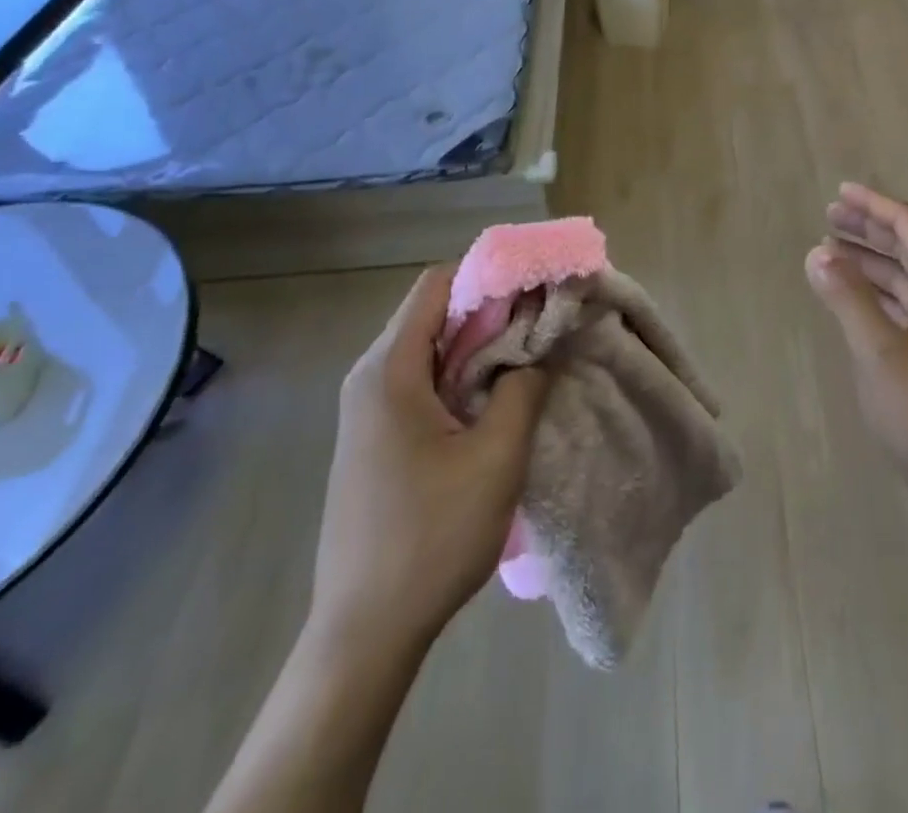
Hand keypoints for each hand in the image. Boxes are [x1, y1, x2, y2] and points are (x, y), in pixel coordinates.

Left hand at [309, 267, 549, 648]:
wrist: (363, 634)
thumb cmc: (431, 537)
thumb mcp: (496, 457)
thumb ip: (523, 386)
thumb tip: (541, 343)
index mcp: (389, 370)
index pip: (437, 285)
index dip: (489, 274)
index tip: (536, 285)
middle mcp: (370, 377)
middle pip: (433, 312)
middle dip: (490, 308)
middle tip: (543, 320)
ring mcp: (367, 410)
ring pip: (430, 348)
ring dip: (479, 344)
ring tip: (529, 355)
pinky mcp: (374, 437)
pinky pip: (421, 380)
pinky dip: (460, 373)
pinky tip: (494, 398)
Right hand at [804, 184, 907, 536]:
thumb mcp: (880, 353)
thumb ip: (848, 298)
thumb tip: (818, 251)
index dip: (874, 205)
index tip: (839, 192)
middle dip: (870, 230)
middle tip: (829, 216)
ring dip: (873, 263)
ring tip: (832, 252)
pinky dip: (881, 294)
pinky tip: (856, 298)